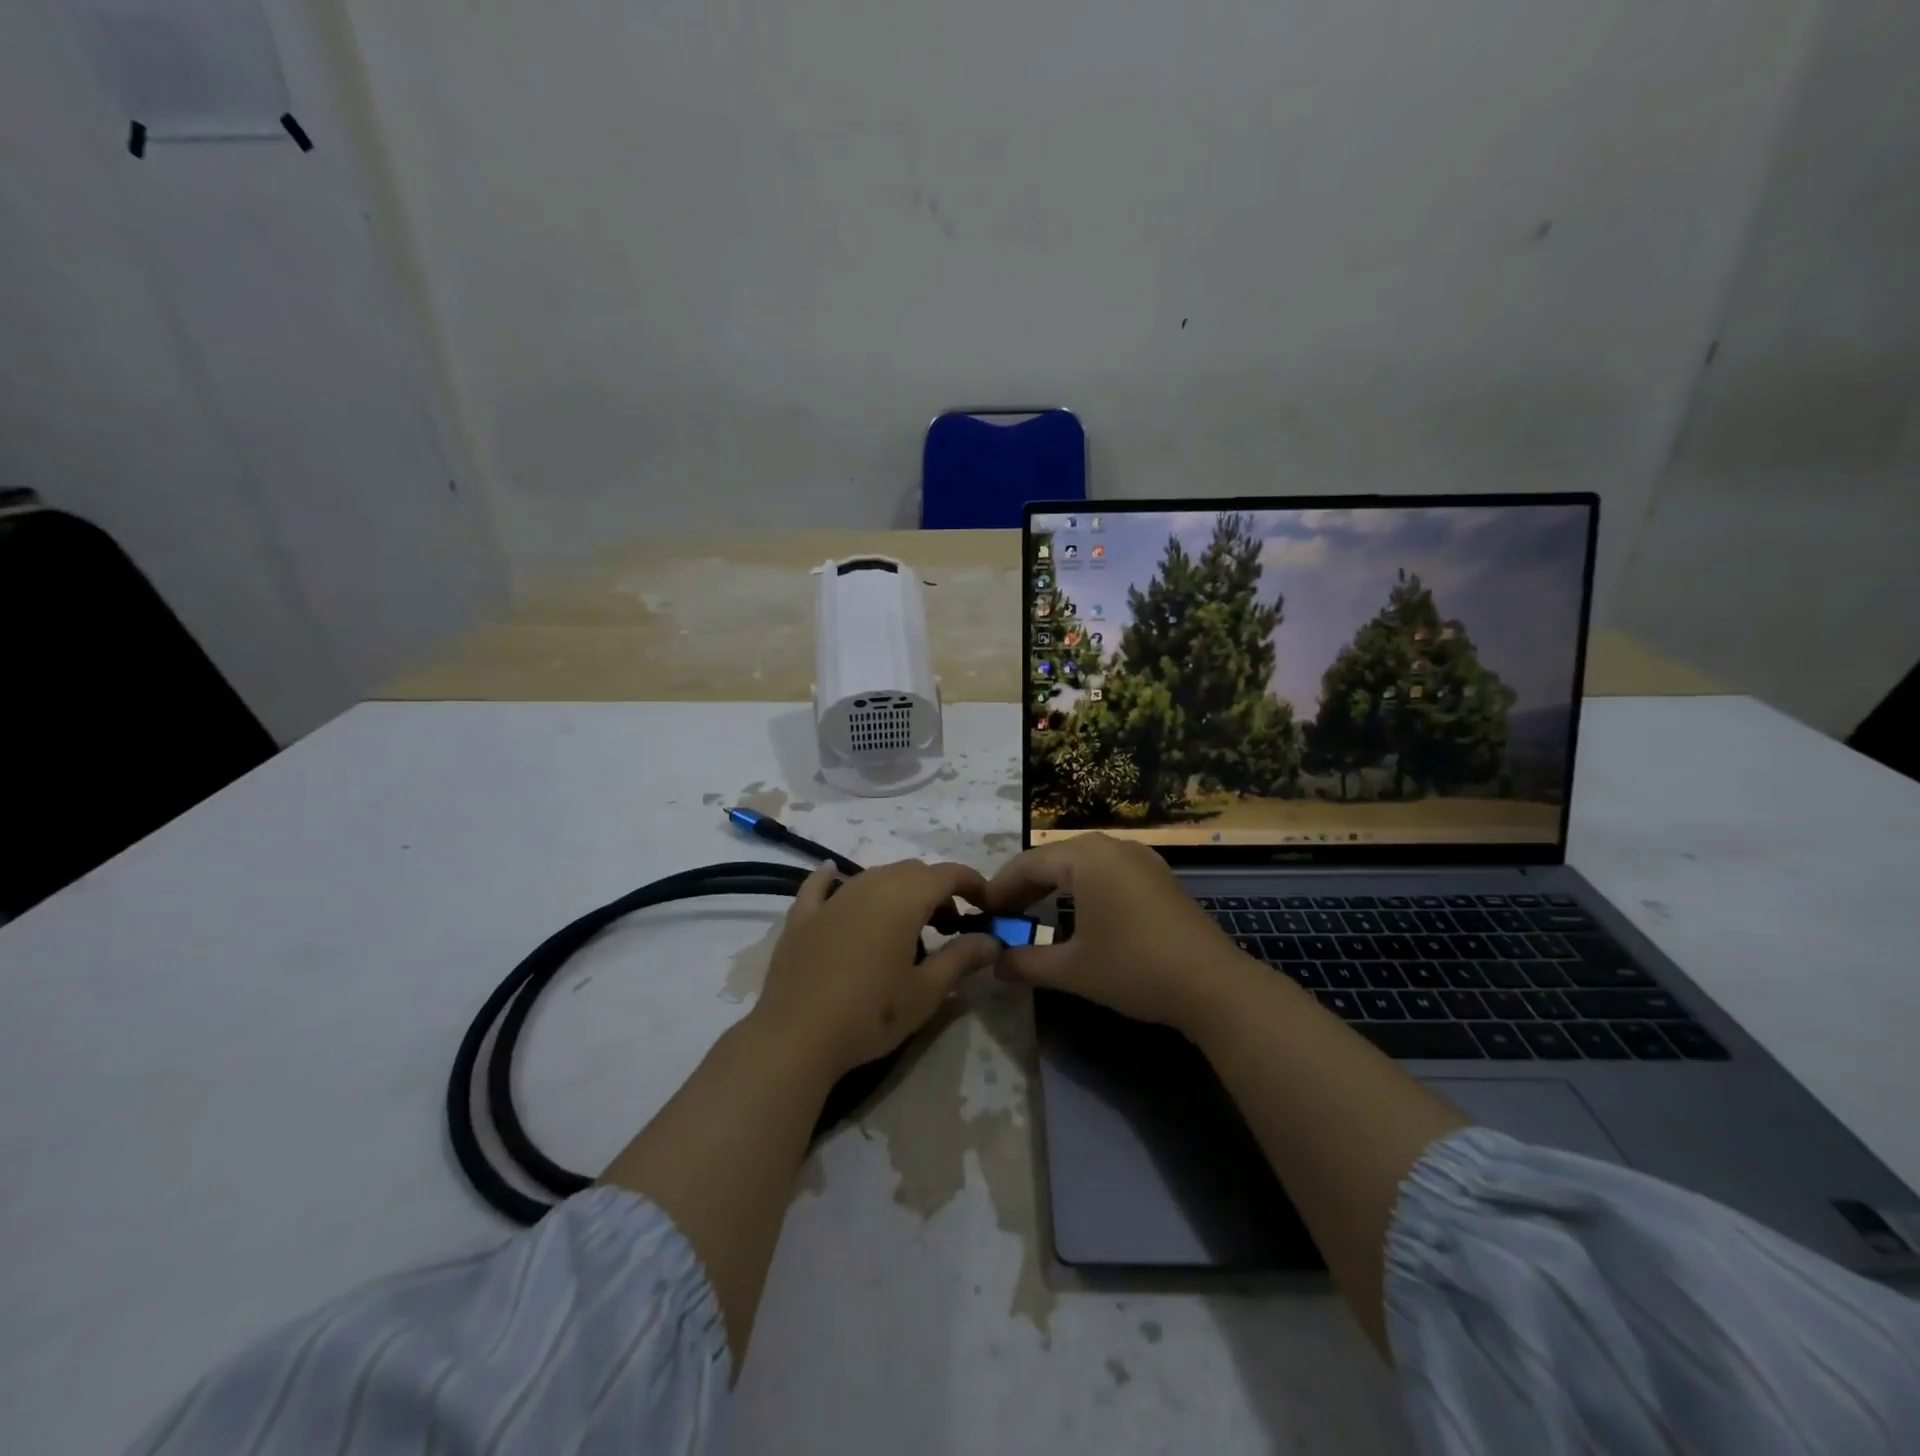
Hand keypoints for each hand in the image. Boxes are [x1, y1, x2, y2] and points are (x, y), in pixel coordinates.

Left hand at [750, 859, 1001, 1078]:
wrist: (797, 1038)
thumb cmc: (870, 1015)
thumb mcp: (926, 992)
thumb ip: (961, 959)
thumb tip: (992, 940)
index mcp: (903, 899)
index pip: (947, 874)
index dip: (972, 883)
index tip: (986, 905)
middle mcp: (869, 886)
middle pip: (912, 872)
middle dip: (937, 890)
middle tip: (949, 926)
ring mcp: (832, 899)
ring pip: (874, 876)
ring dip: (898, 889)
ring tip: (906, 925)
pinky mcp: (801, 917)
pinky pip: (820, 886)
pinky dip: (833, 878)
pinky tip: (833, 875)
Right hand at [982, 833, 1246, 1030]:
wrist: (1213, 985)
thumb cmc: (1134, 968)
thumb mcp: (1072, 969)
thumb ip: (1025, 962)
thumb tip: (993, 964)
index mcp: (1086, 857)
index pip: (1028, 864)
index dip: (1000, 888)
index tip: (980, 912)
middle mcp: (1112, 846)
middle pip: (1054, 860)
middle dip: (1025, 887)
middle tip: (1003, 916)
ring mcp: (1140, 859)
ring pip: (1082, 865)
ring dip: (1054, 888)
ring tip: (1034, 915)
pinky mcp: (1158, 877)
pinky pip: (1107, 873)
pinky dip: (1083, 890)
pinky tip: (1079, 915)